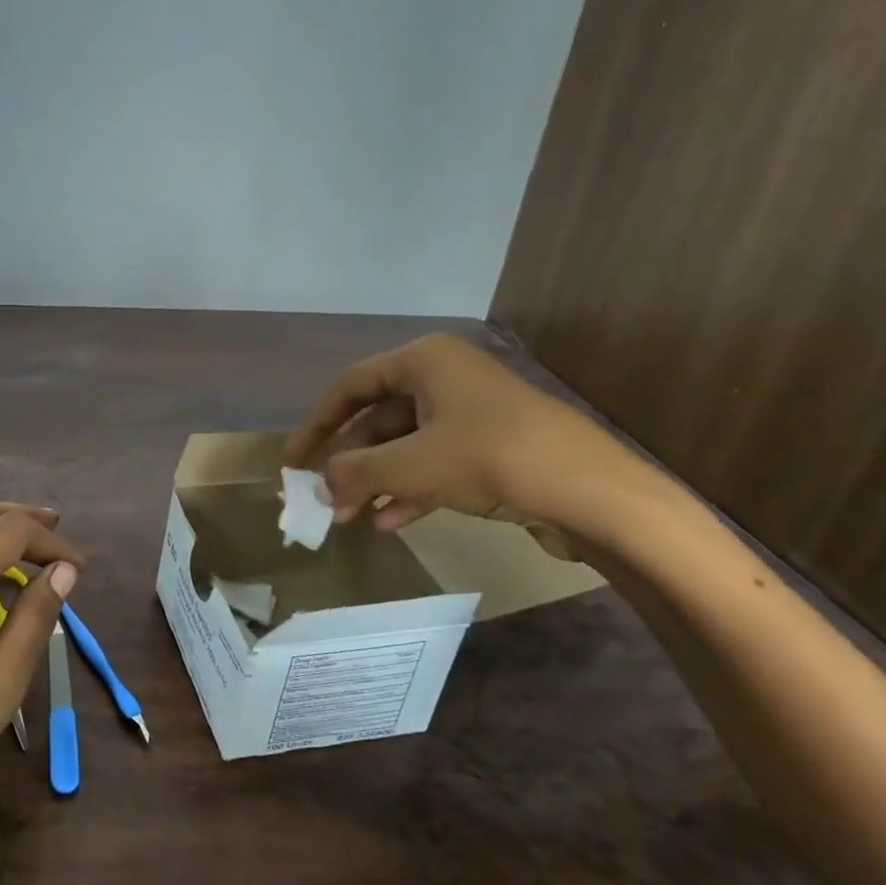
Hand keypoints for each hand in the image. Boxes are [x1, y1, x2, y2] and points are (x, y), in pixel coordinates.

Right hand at [284, 333, 640, 542]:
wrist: (592, 492)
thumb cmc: (487, 458)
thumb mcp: (408, 466)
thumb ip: (354, 471)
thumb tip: (320, 484)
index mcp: (423, 361)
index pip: (351, 386)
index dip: (317, 424)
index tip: (293, 459)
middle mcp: (446, 378)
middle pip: (379, 418)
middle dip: (350, 462)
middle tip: (324, 498)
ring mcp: (473, 413)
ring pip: (407, 445)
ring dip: (376, 481)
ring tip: (350, 518)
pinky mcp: (494, 447)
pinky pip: (437, 464)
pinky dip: (411, 489)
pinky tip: (391, 523)